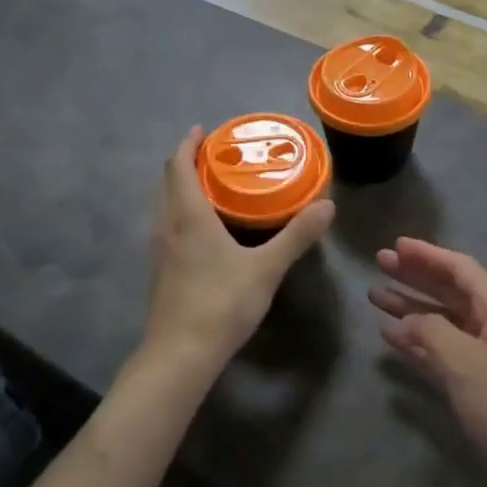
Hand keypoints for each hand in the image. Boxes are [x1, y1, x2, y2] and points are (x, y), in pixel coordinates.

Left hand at [139, 127, 333, 375]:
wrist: (180, 355)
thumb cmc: (221, 302)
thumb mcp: (266, 268)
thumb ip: (297, 236)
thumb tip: (327, 206)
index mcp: (188, 216)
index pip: (178, 166)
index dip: (188, 144)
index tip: (203, 130)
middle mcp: (166, 226)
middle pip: (168, 183)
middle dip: (187, 164)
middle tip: (215, 157)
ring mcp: (158, 251)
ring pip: (165, 207)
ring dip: (182, 190)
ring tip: (212, 189)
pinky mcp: (160, 272)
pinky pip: (167, 228)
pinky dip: (181, 215)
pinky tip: (204, 232)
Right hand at [370, 239, 486, 486]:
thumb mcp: (465, 359)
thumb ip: (430, 330)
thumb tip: (407, 321)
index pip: (460, 270)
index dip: (428, 255)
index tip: (396, 246)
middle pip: (448, 291)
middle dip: (415, 277)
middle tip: (379, 265)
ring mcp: (483, 358)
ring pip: (440, 322)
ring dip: (410, 308)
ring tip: (374, 298)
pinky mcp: (474, 386)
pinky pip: (439, 352)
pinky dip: (416, 342)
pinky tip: (390, 337)